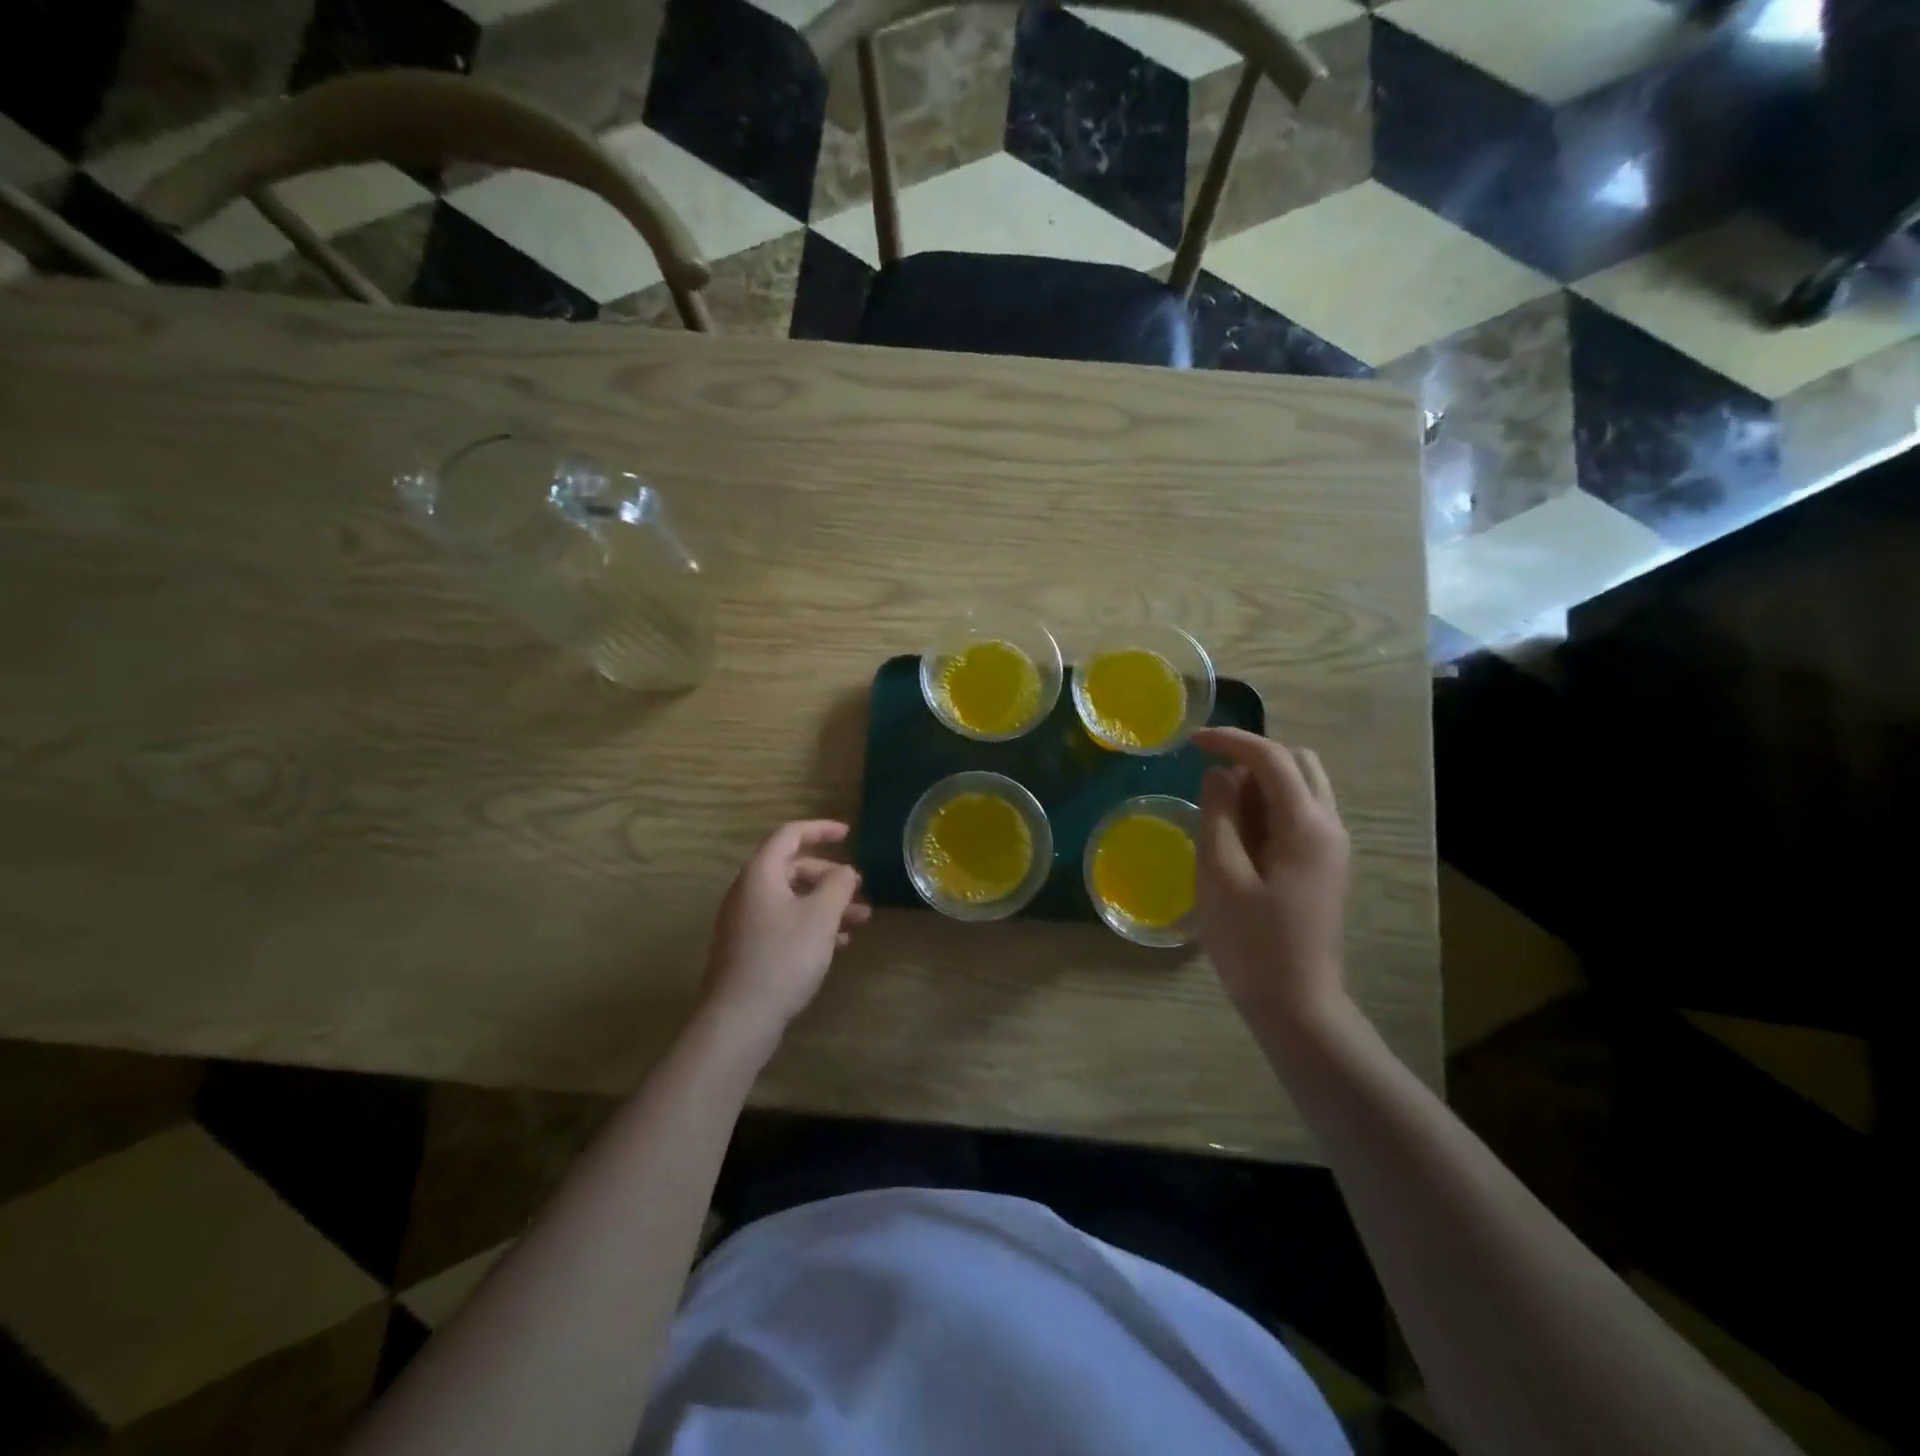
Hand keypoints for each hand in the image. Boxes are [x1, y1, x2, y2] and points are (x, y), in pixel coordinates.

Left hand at [699, 821, 870, 1045]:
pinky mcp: (749, 949)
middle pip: (792, 869)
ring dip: (826, 903)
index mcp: (760, 875)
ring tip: (859, 919)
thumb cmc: (783, 957)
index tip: (848, 834)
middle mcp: (748, 892)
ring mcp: (746, 922)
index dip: (820, 830)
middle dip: (829, 876)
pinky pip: (785, 923)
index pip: (789, 835)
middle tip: (858, 889)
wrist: (740, 1018)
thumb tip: (845, 872)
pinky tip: (837, 944)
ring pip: (792, 899)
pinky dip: (812, 924)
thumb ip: (838, 885)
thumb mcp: (821, 916)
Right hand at [1193, 728, 1351, 1035]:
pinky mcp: (1325, 866)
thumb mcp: (1220, 875)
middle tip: (1211, 779)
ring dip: (1261, 783)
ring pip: (1302, 787)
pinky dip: (1269, 807)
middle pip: (1298, 763)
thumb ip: (1219, 815)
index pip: (1272, 758)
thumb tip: (1221, 774)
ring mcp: (1332, 848)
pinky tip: (1240, 835)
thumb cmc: (1252, 943)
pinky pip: (1300, 814)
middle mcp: (1330, 827)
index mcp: (1306, 826)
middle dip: (1253, 757)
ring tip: (1221, 810)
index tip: (1192, 742)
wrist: (1297, 1006)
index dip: (1231, 741)